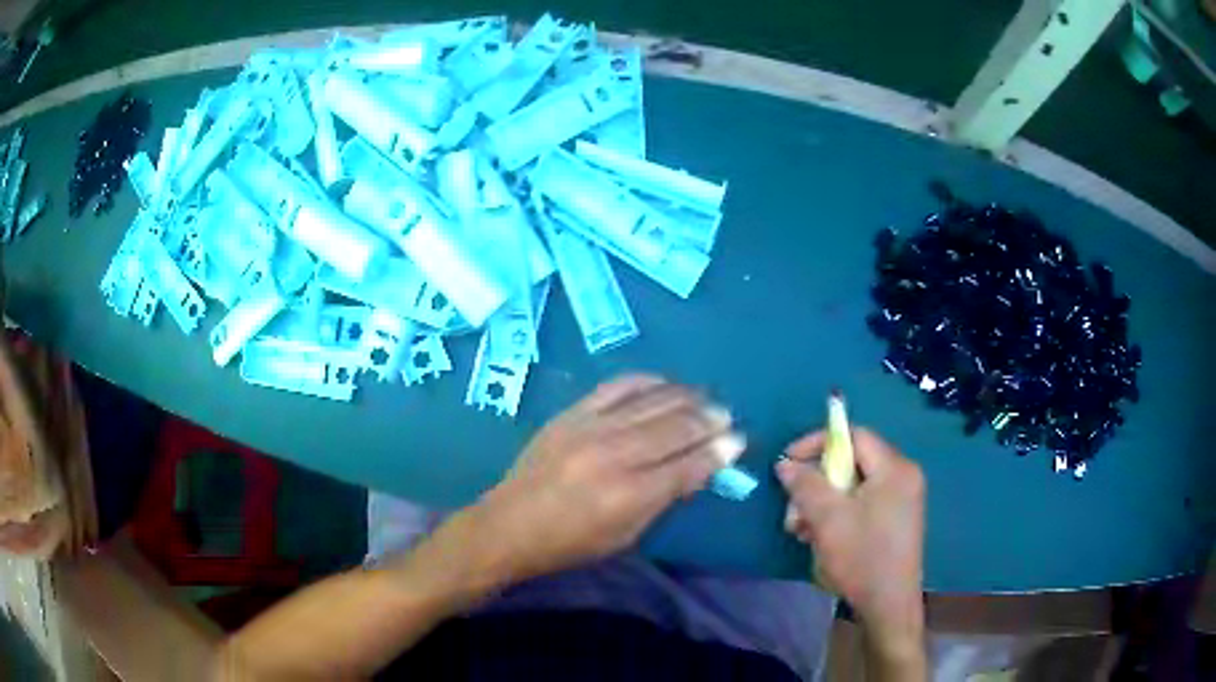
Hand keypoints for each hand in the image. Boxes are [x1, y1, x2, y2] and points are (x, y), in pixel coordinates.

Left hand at [470, 375, 744, 582]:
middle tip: (727, 416)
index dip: (719, 451)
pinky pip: (618, 386)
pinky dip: (647, 381)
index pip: (689, 464)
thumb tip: (700, 468)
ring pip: (652, 401)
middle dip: (709, 419)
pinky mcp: (572, 413)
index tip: (738, 440)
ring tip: (705, 399)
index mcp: (630, 494)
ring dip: (686, 397)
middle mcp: (614, 454)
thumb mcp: (626, 535)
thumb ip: (665, 499)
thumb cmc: (571, 543)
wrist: (509, 524)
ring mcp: (591, 428)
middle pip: (676, 427)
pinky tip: (665, 384)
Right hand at [775, 428, 925, 657]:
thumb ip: (806, 484)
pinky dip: (839, 513)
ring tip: (801, 529)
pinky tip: (820, 537)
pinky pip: (863, 502)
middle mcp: (903, 476)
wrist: (888, 604)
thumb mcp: (828, 518)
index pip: (854, 436)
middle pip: (852, 462)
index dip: (818, 443)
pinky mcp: (896, 519)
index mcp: (894, 468)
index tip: (788, 461)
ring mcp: (902, 499)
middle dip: (817, 482)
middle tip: (794, 508)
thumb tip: (786, 463)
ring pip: (854, 485)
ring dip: (823, 502)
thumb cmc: (861, 557)